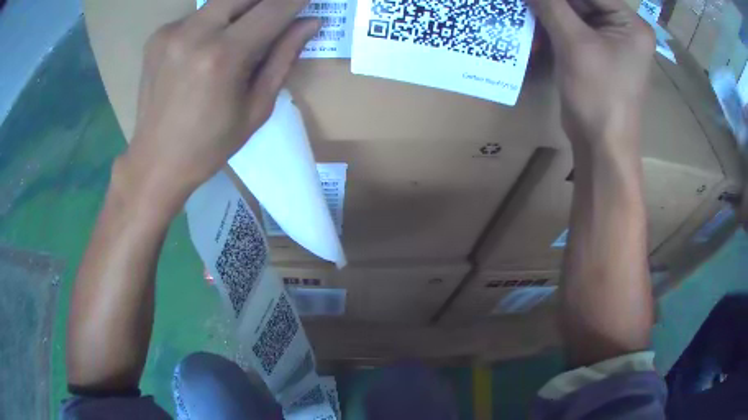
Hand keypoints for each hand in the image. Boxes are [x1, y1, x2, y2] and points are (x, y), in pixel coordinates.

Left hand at [119, 0, 319, 211]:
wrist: (155, 161)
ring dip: (241, 9)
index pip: (272, 10)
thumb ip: (283, 57)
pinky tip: (210, 44)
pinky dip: (214, 21)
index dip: (296, 0)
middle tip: (279, 13)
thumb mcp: (256, 108)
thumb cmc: (210, 145)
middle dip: (267, 0)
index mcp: (222, 57)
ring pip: (220, 2)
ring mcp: (171, 32)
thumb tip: (309, 24)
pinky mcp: (157, 36)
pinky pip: (197, 15)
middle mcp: (194, 33)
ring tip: (245, 32)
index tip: (308, 0)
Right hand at [528, 0, 654, 146]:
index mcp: (630, 24)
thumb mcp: (574, 44)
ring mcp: (610, 41)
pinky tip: (533, 21)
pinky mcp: (596, 53)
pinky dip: (551, 23)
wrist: (601, 145)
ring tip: (529, 9)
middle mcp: (623, 28)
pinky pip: (572, 28)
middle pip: (584, 1)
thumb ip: (550, 5)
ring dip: (549, 9)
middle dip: (554, 0)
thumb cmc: (598, 95)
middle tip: (531, 3)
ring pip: (574, 12)